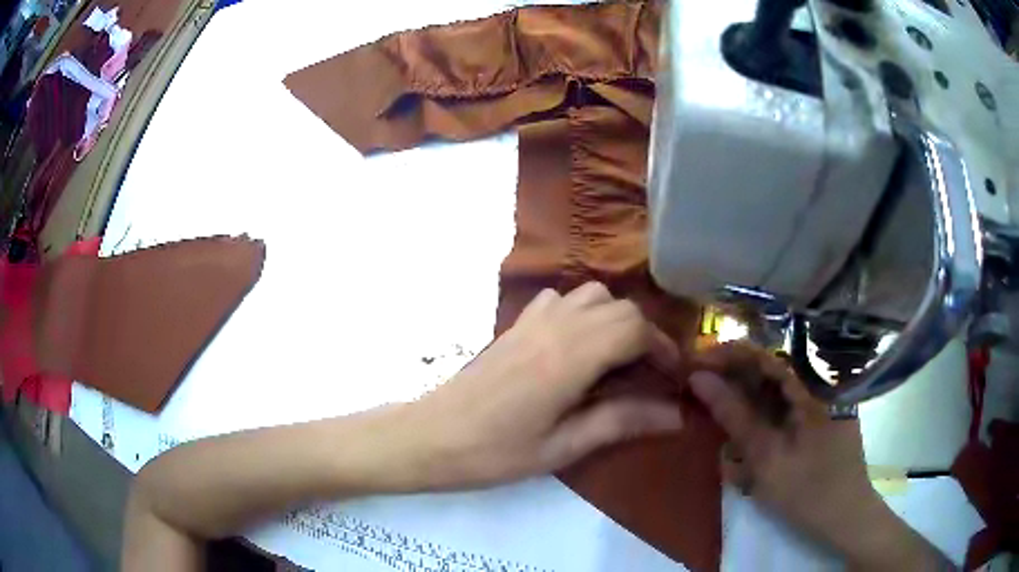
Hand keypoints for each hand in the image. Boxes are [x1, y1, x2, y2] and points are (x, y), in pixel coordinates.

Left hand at [407, 282, 683, 488]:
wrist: (431, 436)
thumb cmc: (495, 452)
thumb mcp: (562, 447)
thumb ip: (620, 422)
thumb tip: (675, 415)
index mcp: (570, 357)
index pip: (635, 329)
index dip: (662, 349)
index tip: (672, 379)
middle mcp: (555, 326)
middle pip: (620, 307)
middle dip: (645, 335)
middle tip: (648, 375)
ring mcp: (532, 320)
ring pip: (592, 295)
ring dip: (615, 320)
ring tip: (616, 359)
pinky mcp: (515, 324)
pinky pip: (560, 299)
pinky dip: (581, 312)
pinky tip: (576, 346)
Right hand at [689, 343, 949, 569]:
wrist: (845, 516)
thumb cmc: (808, 490)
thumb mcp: (766, 457)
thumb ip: (735, 415)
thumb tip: (699, 378)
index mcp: (812, 383)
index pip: (766, 353)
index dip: (728, 353)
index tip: (695, 361)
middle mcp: (819, 381)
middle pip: (770, 366)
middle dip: (733, 376)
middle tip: (697, 387)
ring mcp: (821, 398)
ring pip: (775, 385)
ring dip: (744, 395)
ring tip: (714, 407)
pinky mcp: (818, 415)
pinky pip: (785, 403)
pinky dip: (760, 412)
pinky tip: (743, 427)